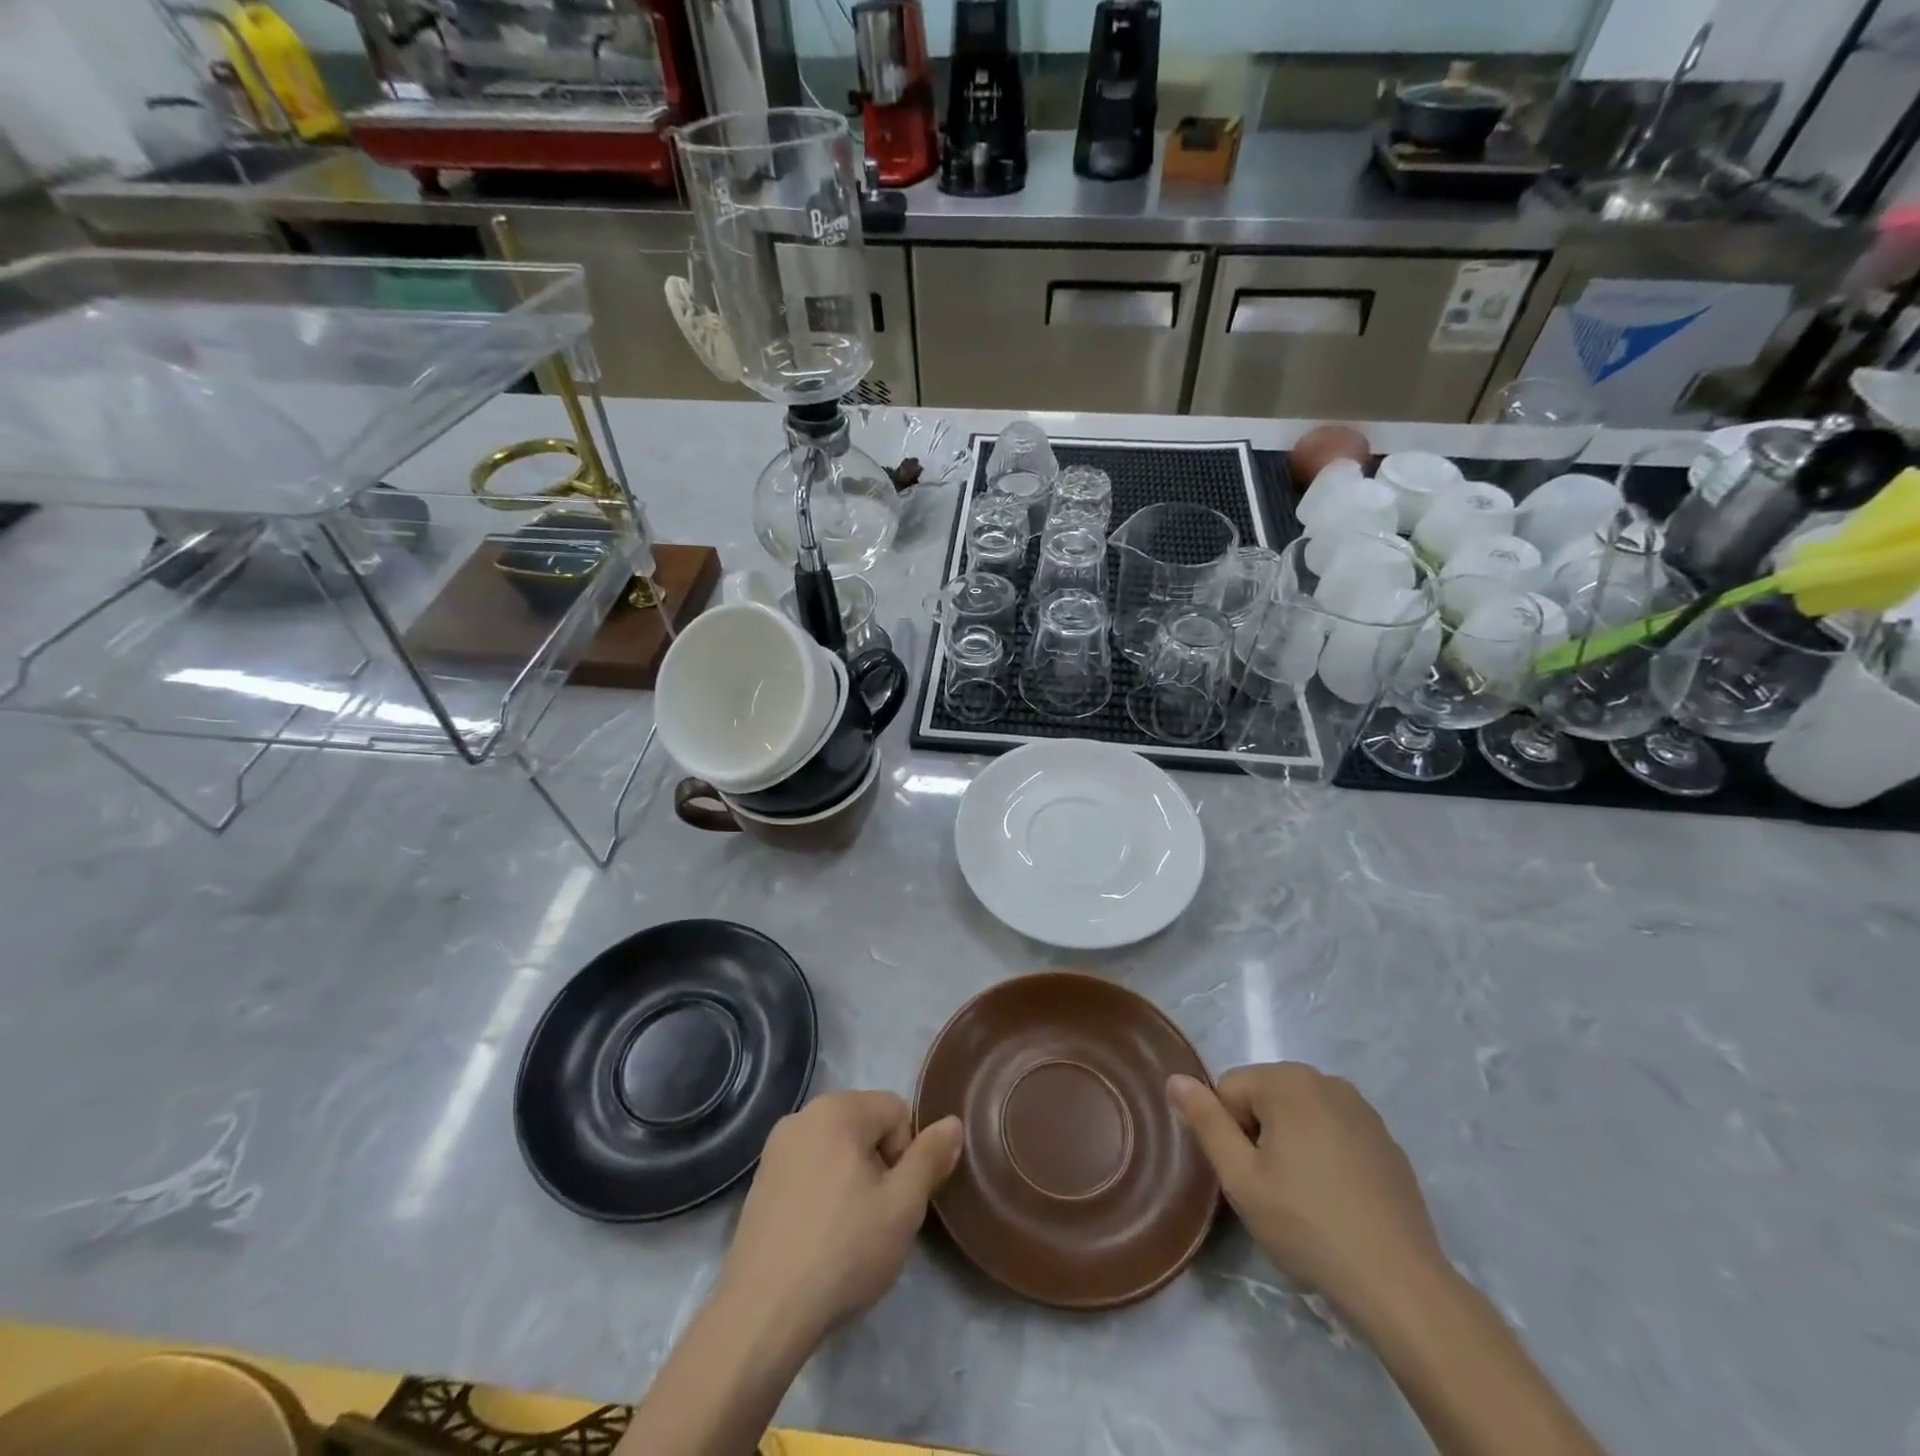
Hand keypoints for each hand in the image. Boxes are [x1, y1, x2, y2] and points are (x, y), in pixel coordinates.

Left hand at [717, 1091, 962, 1346]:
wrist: (763, 1313)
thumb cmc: (843, 1250)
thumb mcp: (903, 1206)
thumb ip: (931, 1157)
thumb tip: (952, 1123)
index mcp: (837, 1109)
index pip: (896, 1111)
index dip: (907, 1154)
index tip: (897, 1199)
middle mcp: (803, 1115)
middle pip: (865, 1125)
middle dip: (880, 1164)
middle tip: (877, 1217)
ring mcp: (775, 1148)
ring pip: (837, 1149)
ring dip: (852, 1179)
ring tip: (849, 1231)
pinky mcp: (760, 1181)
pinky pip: (809, 1169)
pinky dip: (822, 1192)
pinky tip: (819, 1237)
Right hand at [1168, 1063, 1442, 1322]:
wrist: (1400, 1283)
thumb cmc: (1307, 1225)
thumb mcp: (1240, 1177)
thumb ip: (1204, 1121)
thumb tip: (1174, 1079)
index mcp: (1288, 1081)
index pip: (1228, 1090)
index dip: (1228, 1134)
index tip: (1248, 1177)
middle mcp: (1326, 1080)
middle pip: (1265, 1097)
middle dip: (1259, 1135)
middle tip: (1272, 1190)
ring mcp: (1363, 1110)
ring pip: (1300, 1115)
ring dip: (1290, 1144)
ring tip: (1304, 1198)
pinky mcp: (1387, 1142)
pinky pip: (1334, 1133)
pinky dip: (1325, 1156)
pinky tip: (1336, 1201)